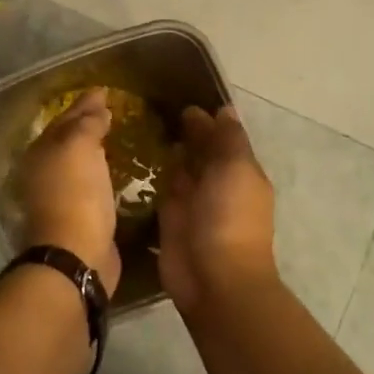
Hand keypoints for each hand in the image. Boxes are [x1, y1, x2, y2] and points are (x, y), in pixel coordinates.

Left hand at [15, 88, 121, 293]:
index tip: (105, 91)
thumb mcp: (80, 147)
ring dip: (96, 150)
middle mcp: (45, 172)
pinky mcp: (80, 217)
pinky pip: (92, 185)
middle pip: (69, 141)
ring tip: (118, 137)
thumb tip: (97, 105)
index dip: (84, 104)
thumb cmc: (76, 194)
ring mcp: (61, 197)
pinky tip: (118, 171)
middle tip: (112, 111)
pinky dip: (103, 174)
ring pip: (80, 163)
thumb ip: (87, 123)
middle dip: (87, 125)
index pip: (65, 119)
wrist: (76, 254)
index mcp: (41, 152)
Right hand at [157, 104, 277, 316]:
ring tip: (141, 125)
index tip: (180, 95)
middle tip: (153, 105)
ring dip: (168, 151)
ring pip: (180, 169)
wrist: (213, 278)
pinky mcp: (168, 218)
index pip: (222, 136)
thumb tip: (224, 109)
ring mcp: (192, 202)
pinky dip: (152, 175)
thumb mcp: (237, 168)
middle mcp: (217, 183)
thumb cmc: (230, 218)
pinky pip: (160, 189)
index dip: (206, 118)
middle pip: (200, 151)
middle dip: (185, 132)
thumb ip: (228, 139)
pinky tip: (133, 155)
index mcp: (240, 171)